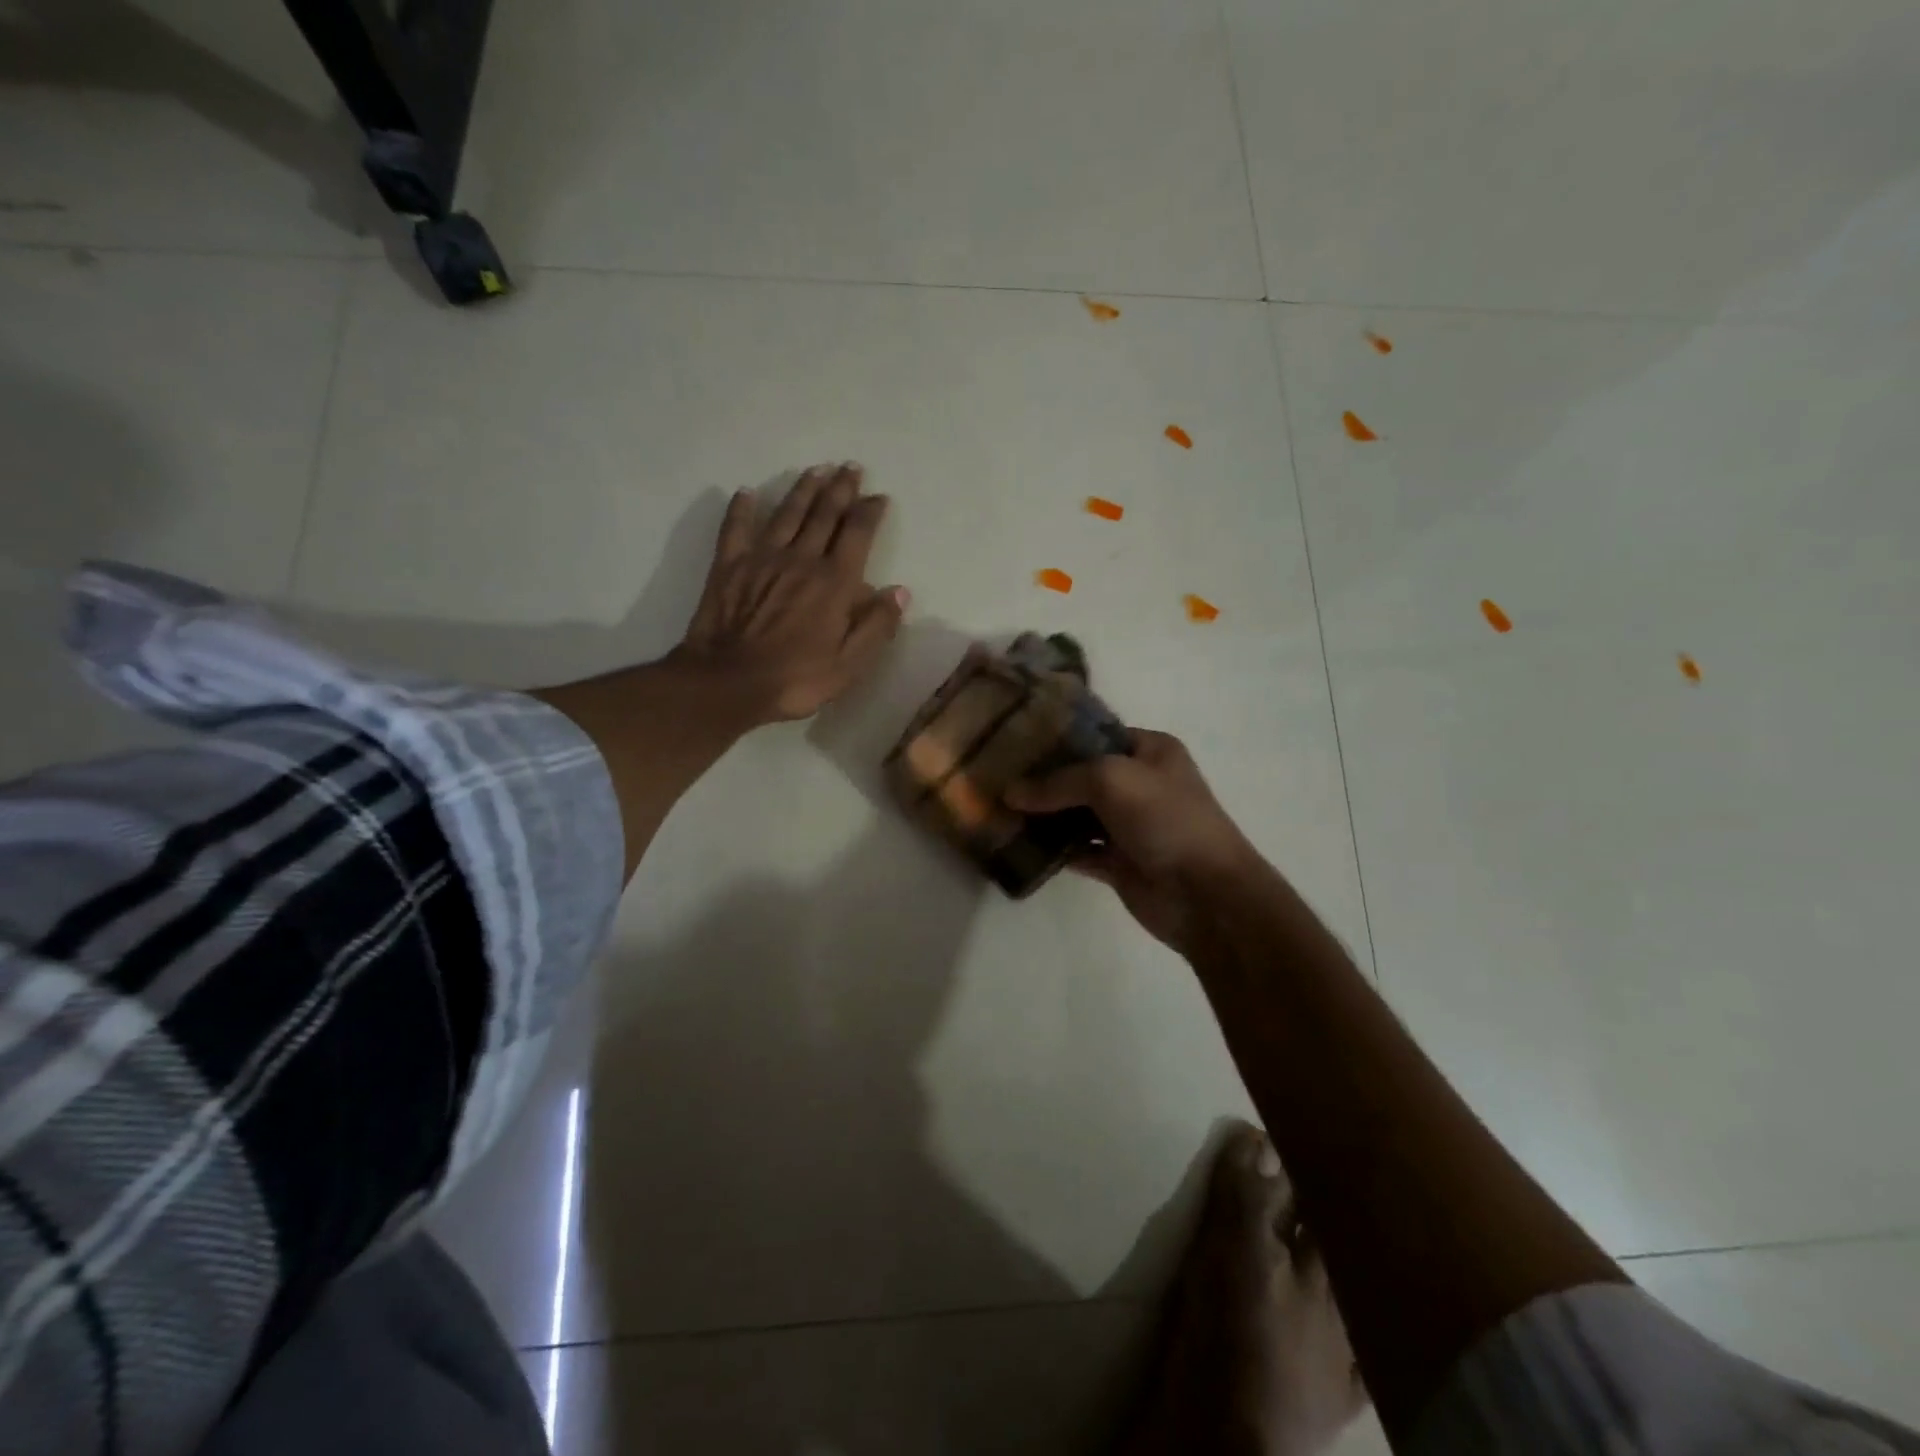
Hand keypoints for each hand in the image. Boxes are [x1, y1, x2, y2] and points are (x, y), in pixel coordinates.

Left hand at [675, 462, 908, 724]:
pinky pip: (736, 528)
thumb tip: (899, 591)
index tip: (879, 496)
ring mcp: (762, 559)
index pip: (857, 534)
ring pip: (787, 513)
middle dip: (840, 489)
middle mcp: (801, 560)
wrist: (729, 682)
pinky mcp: (729, 566)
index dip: (870, 512)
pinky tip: (747, 493)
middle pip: (824, 515)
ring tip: (816, 470)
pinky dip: (742, 509)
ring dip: (803, 489)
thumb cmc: (795, 679)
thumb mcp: (849, 664)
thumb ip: (877, 626)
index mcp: (833, 582)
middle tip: (850, 467)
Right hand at [1007, 730, 1261, 952]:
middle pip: (1081, 775)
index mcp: (1149, 751)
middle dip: (1042, 778)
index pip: (1095, 734)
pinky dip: (1052, 849)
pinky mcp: (1118, 862)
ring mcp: (1128, 825)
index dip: (1056, 737)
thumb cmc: (1165, 819)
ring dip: (1043, 815)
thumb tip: (1010, 793)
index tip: (1012, 739)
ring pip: (1076, 814)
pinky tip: (1018, 845)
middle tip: (995, 776)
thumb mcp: (1111, 780)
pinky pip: (1077, 850)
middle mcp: (1139, 783)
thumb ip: (1058, 782)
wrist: (1206, 894)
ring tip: (998, 809)